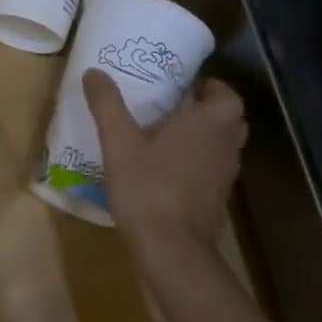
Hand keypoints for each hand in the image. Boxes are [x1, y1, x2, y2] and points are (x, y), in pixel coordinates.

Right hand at [83, 70, 246, 276]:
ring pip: (221, 144)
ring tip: (165, 134)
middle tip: (171, 106)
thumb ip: (107, 104)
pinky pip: (212, 168)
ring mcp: (226, 175)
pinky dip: (197, 162)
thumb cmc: (148, 187)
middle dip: (205, 109)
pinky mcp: (217, 199)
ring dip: (202, 136)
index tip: (183, 85)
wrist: (171, 250)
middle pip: (227, 118)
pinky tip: (165, 168)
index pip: (227, 93)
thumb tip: (94, 71)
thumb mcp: (119, 142)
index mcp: (209, 123)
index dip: (210, 86)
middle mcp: (226, 145)